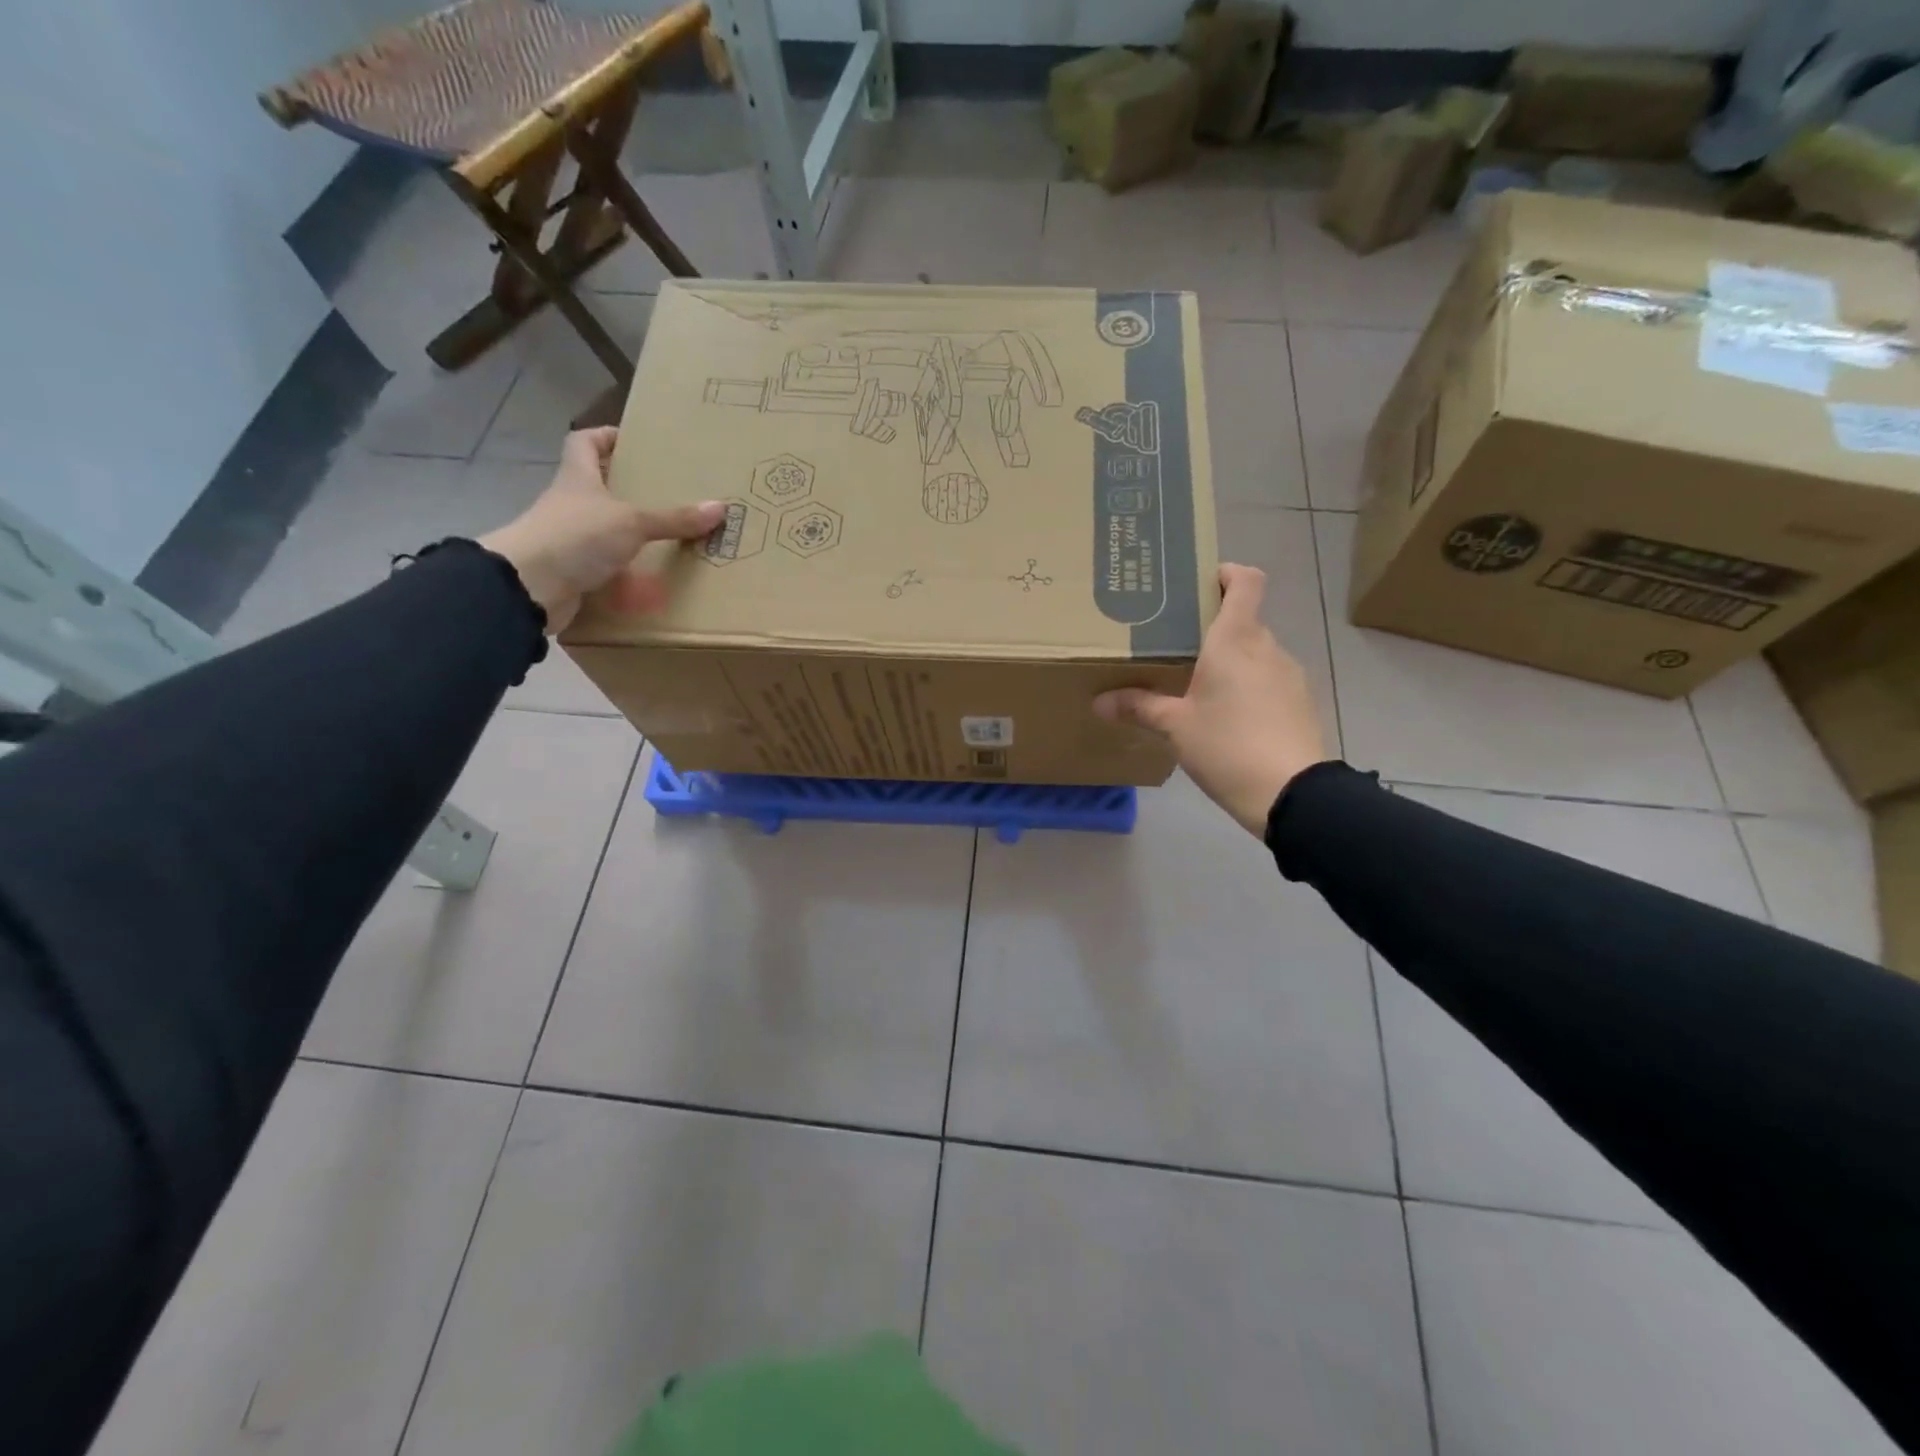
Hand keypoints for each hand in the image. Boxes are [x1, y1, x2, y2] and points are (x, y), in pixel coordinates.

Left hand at [479, 427, 725, 632]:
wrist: (529, 587)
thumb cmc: (576, 536)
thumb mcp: (632, 522)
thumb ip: (674, 518)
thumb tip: (720, 507)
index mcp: (577, 478)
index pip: (585, 443)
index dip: (607, 437)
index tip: (635, 442)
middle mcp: (570, 504)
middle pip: (597, 487)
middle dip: (628, 491)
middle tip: (666, 495)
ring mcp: (568, 540)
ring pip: (603, 530)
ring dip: (629, 536)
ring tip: (667, 540)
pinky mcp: (571, 572)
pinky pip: (604, 568)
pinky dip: (625, 574)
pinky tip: (651, 581)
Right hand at [1094, 563, 1327, 836]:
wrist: (1292, 794)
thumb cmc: (1227, 746)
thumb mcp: (1176, 727)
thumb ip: (1139, 707)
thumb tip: (1099, 702)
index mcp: (1235, 640)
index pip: (1245, 581)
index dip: (1226, 573)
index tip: (1198, 584)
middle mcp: (1267, 647)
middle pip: (1243, 619)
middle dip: (1212, 627)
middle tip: (1176, 644)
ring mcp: (1289, 674)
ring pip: (1255, 652)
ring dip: (1230, 660)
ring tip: (1197, 685)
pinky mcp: (1300, 702)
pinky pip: (1268, 679)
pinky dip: (1247, 685)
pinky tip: (1226, 716)